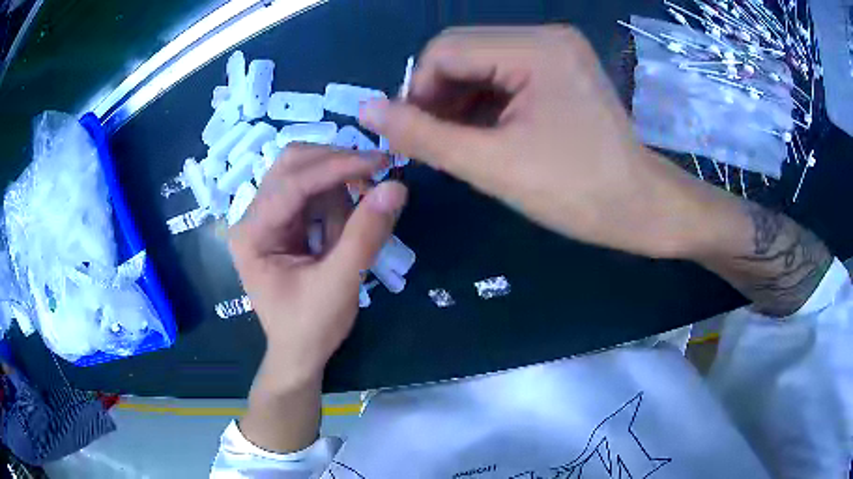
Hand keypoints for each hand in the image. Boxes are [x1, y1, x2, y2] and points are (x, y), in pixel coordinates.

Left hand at [229, 144, 407, 381]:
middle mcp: (253, 217)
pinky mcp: (284, 222)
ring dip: (338, 184)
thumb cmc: (311, 326)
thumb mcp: (340, 284)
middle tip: (376, 175)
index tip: (381, 162)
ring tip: (356, 218)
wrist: (299, 353)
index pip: (292, 182)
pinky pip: (312, 192)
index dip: (337, 167)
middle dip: (335, 165)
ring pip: (304, 172)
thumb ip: (365, 235)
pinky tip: (345, 224)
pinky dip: (336, 198)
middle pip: (292, 164)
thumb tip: (396, 187)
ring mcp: (267, 217)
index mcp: (252, 233)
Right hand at [360, 26, 713, 258]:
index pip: (445, 49)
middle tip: (433, 143)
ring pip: (482, 63)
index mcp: (536, 48)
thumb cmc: (577, 193)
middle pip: (463, 51)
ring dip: (459, 100)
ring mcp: (557, 51)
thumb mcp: (492, 165)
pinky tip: (483, 132)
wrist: (641, 208)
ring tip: (457, 143)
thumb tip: (368, 111)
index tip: (412, 136)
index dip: (418, 91)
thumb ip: (423, 135)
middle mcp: (547, 36)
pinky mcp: (562, 69)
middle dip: (438, 96)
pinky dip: (485, 101)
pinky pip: (506, 74)